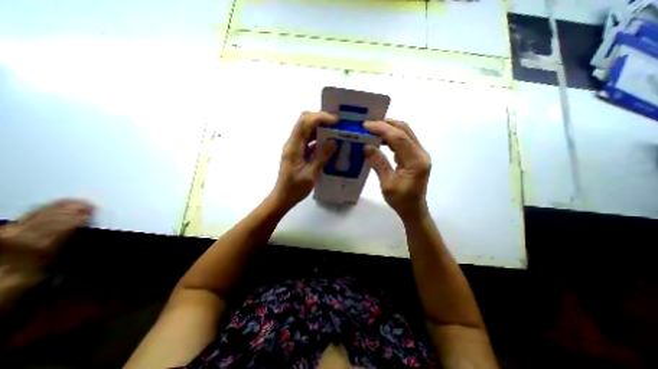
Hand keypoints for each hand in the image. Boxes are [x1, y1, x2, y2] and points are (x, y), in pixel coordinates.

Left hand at [270, 112, 335, 209]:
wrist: (283, 197)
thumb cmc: (295, 188)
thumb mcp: (311, 174)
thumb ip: (322, 156)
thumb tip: (334, 142)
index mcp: (293, 146)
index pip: (305, 122)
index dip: (320, 117)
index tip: (336, 121)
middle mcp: (293, 143)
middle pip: (305, 122)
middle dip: (321, 119)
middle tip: (337, 124)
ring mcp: (295, 147)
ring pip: (307, 130)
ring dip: (321, 129)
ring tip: (336, 132)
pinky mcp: (298, 153)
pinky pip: (309, 141)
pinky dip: (319, 139)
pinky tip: (329, 145)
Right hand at [362, 120, 429, 218]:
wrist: (414, 209)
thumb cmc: (401, 201)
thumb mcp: (387, 184)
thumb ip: (378, 163)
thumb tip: (366, 146)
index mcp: (416, 161)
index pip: (399, 138)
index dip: (382, 129)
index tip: (366, 125)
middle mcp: (421, 153)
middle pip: (405, 130)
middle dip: (386, 124)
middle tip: (368, 125)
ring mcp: (419, 153)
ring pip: (405, 133)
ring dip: (388, 129)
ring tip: (372, 130)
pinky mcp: (415, 156)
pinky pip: (403, 140)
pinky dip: (391, 137)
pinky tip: (380, 139)